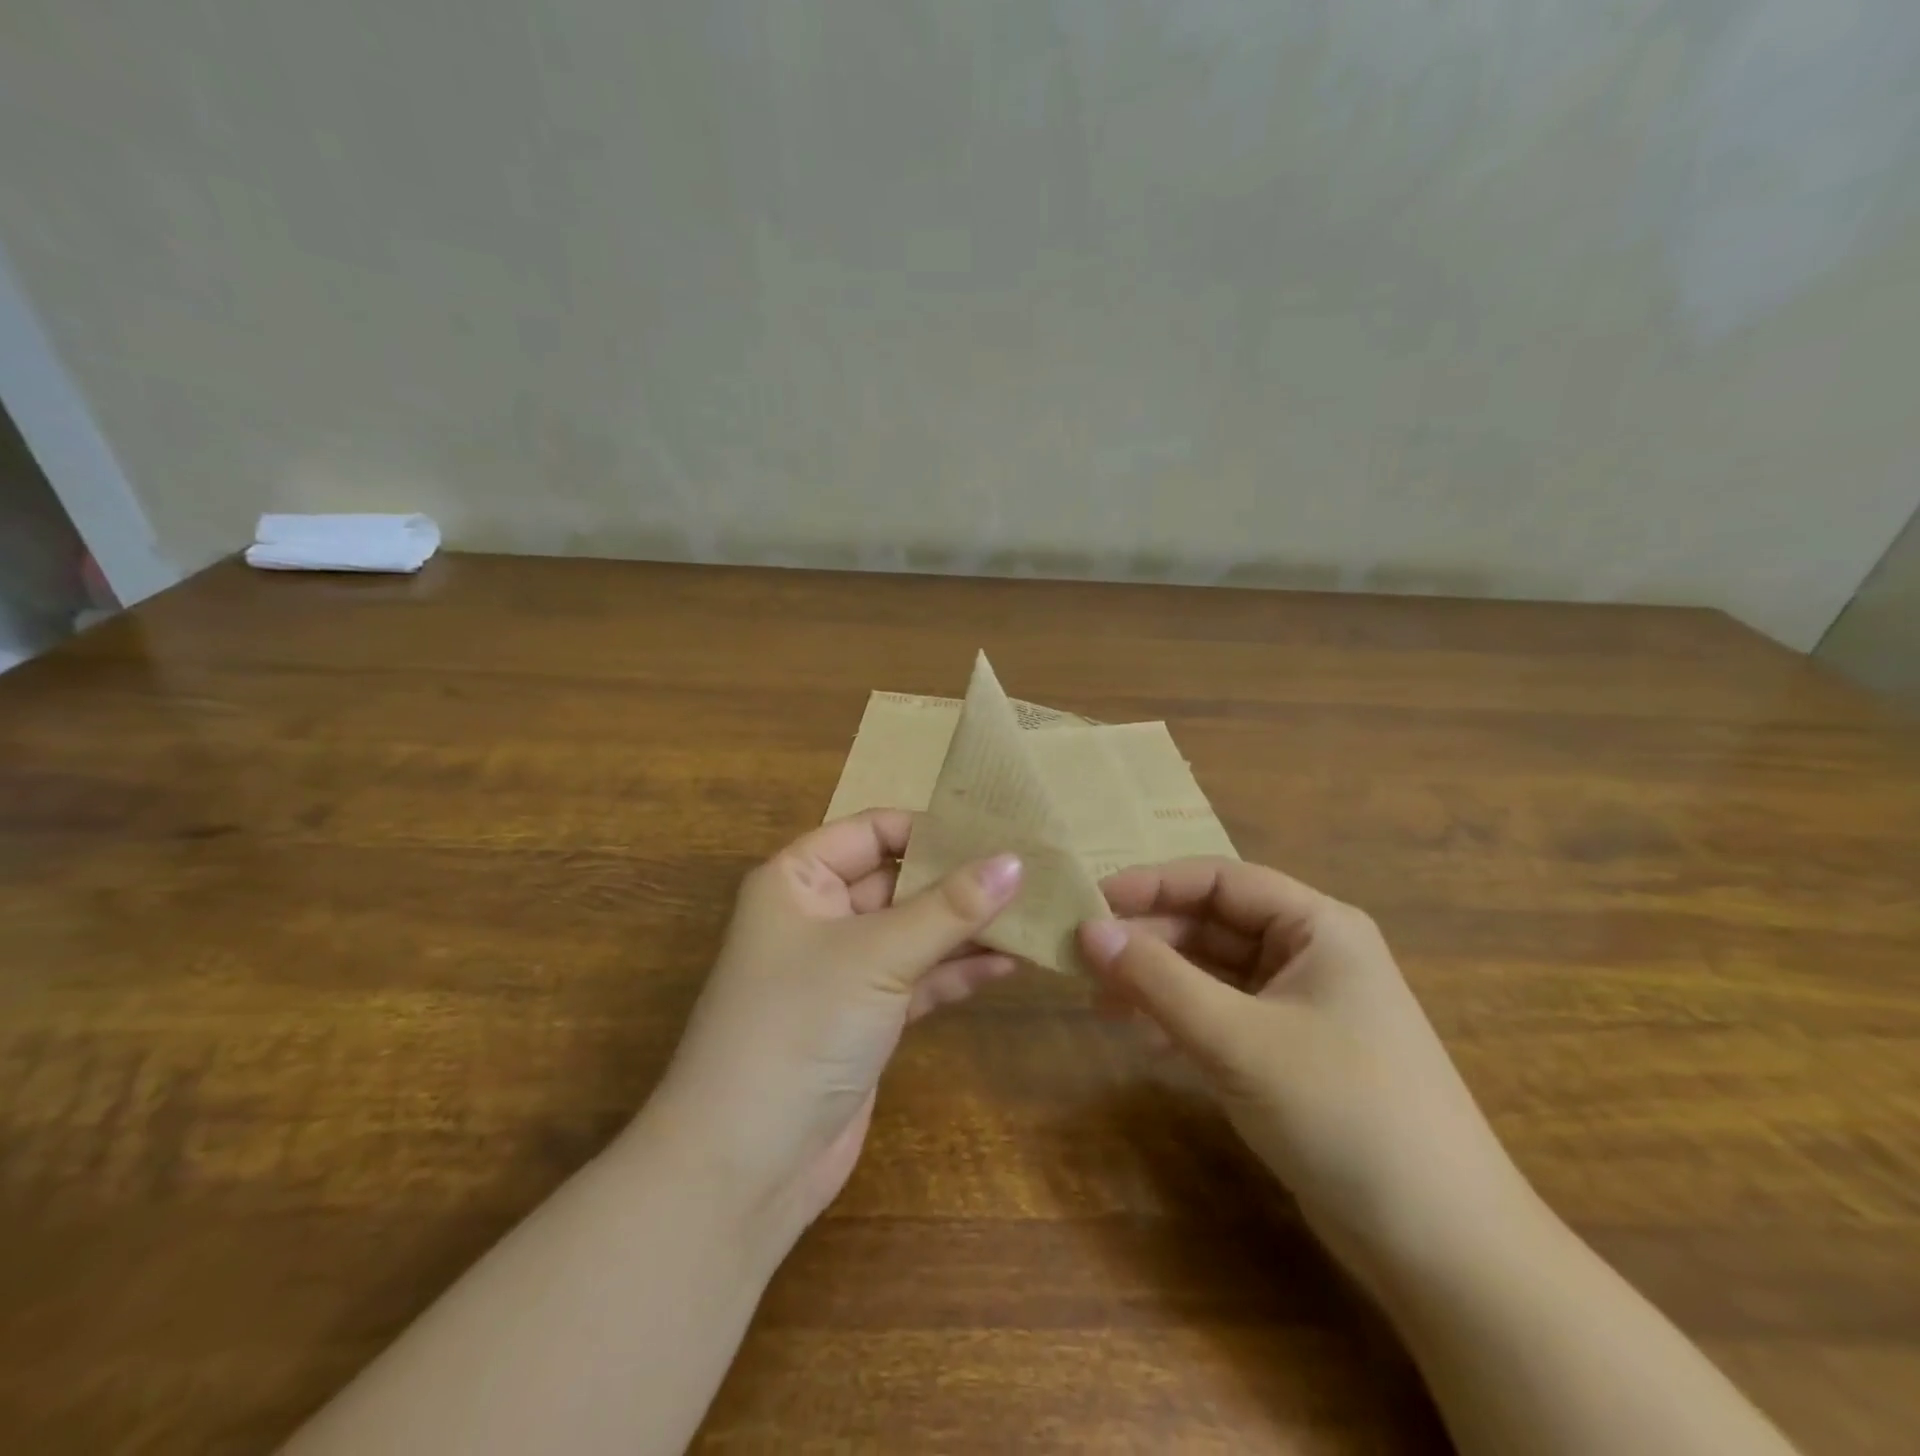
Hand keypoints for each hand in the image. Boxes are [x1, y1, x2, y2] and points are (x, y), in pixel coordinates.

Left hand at [649, 810, 1021, 1244]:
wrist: (745, 1166)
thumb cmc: (800, 1026)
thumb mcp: (878, 955)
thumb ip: (949, 908)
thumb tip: (1015, 861)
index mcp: (798, 879)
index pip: (873, 830)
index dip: (931, 828)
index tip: (997, 832)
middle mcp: (818, 915)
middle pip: (899, 879)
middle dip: (959, 879)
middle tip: (1030, 871)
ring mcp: (843, 970)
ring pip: (914, 931)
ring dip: (966, 927)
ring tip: (1033, 913)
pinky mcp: (865, 1018)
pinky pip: (919, 979)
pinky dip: (958, 971)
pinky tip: (1009, 962)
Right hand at [1079, 858, 1528, 1280]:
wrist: (1442, 1249)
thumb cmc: (1343, 1112)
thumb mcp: (1238, 1038)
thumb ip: (1157, 980)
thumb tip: (1087, 930)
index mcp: (1317, 927)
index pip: (1220, 881)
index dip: (1153, 884)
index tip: (1091, 901)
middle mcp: (1310, 955)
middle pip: (1212, 926)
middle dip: (1149, 940)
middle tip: (1084, 959)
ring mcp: (1300, 1008)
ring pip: (1212, 973)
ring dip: (1158, 982)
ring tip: (1100, 1001)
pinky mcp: (1289, 1055)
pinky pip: (1221, 1016)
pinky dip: (1179, 1020)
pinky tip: (1140, 1037)